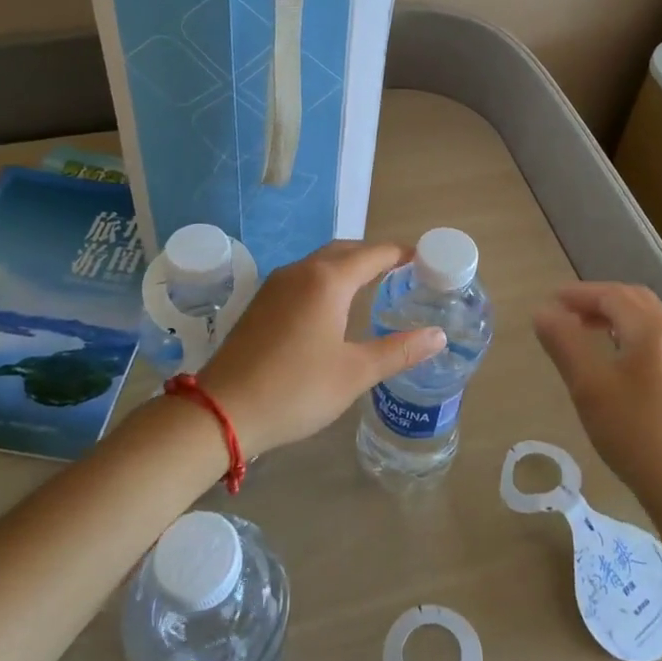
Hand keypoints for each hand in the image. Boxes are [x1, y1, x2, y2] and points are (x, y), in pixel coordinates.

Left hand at [197, 241, 445, 456]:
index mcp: (328, 280)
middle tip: (403, 273)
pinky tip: (333, 306)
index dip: (401, 254)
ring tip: (374, 286)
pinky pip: (304, 277)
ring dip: (349, 266)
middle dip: (375, 256)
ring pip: (321, 262)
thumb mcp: (355, 373)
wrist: (223, 410)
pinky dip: (327, 279)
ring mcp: (276, 285)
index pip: (374, 254)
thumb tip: (438, 335)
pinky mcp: (261, 302)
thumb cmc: (296, 389)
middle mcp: (301, 271)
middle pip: (346, 250)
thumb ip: (399, 350)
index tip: (425, 260)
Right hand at [533, 282, 661, 514]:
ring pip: (650, 320)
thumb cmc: (634, 432)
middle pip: (634, 300)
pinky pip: (661, 340)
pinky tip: (620, 360)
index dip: (579, 294)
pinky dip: (634, 334)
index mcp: (653, 328)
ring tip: (587, 332)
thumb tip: (543, 312)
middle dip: (599, 300)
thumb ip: (564, 342)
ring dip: (617, 317)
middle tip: (567, 312)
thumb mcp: (588, 385)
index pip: (611, 295)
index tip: (551, 301)